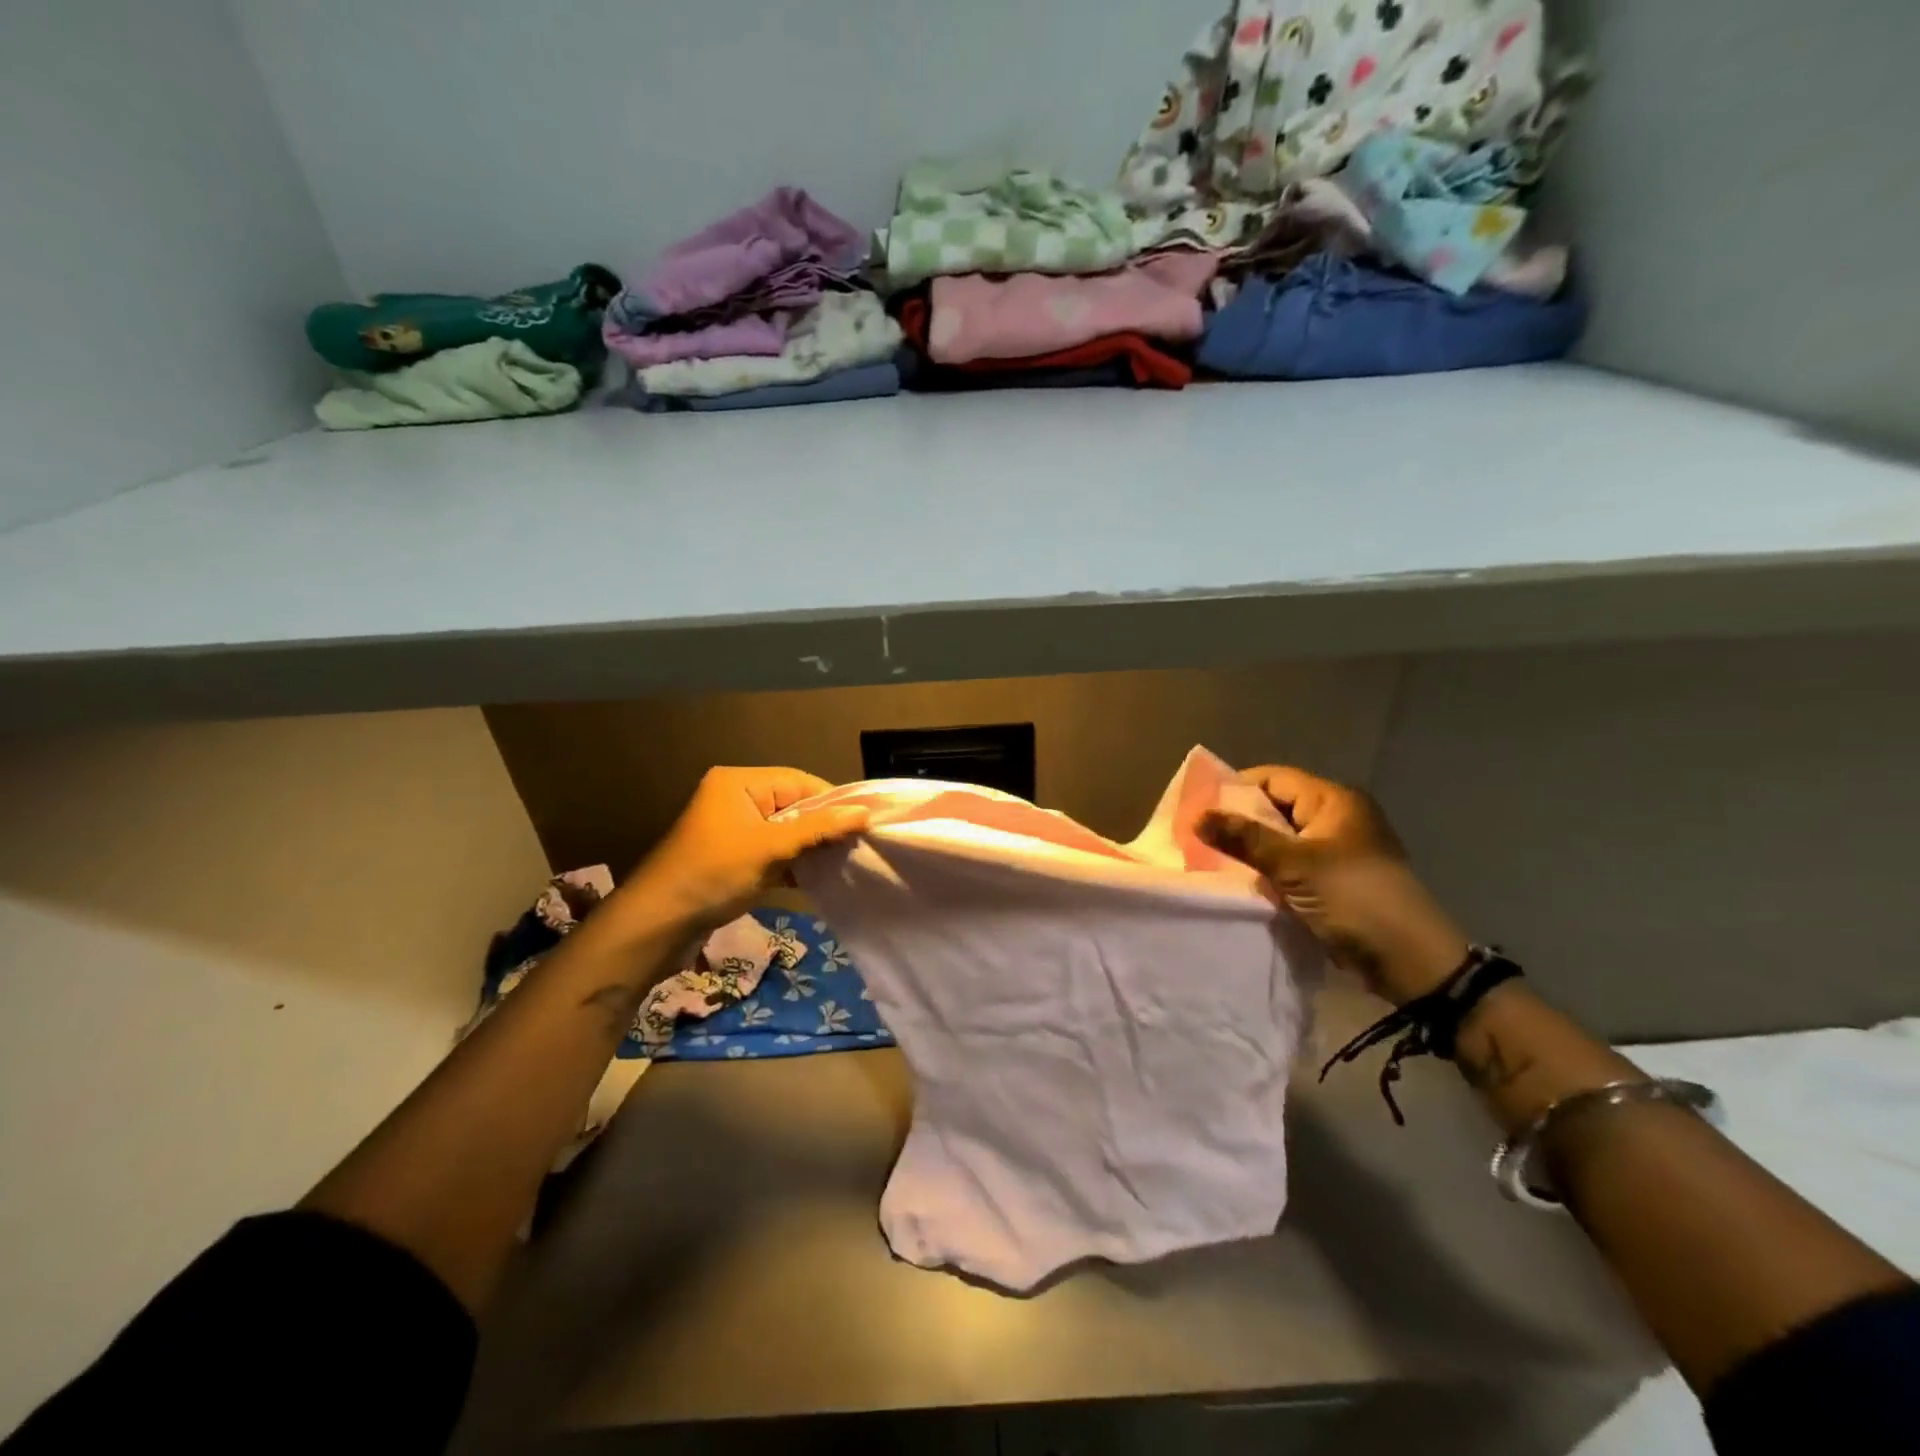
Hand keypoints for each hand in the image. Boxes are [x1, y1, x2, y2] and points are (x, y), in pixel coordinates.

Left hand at [620, 767, 868, 932]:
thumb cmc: (713, 875)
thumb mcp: (770, 849)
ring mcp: (734, 830)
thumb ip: (819, 829)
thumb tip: (865, 813)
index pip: (800, 781)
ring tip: (843, 862)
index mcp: (740, 782)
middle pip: (794, 805)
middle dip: (824, 827)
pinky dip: (793, 864)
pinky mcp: (733, 859)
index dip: (833, 801)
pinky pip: (773, 852)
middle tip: (857, 845)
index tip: (864, 823)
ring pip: (786, 832)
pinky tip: (818, 878)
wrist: (657, 925)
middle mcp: (736, 798)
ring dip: (810, 848)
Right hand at [1201, 766, 1468, 1004]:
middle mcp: (1336, 819)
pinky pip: (1291, 867)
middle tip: (1198, 836)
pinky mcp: (1334, 882)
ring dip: (1251, 851)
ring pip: (1281, 841)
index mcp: (1334, 801)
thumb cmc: (1354, 898)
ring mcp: (1337, 852)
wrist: (1410, 961)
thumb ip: (1244, 838)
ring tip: (1210, 860)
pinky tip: (1240, 882)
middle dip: (1238, 822)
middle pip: (1276, 808)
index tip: (1198, 807)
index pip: (1273, 778)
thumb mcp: (1294, 865)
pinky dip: (1268, 872)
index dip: (1235, 788)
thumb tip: (1197, 817)